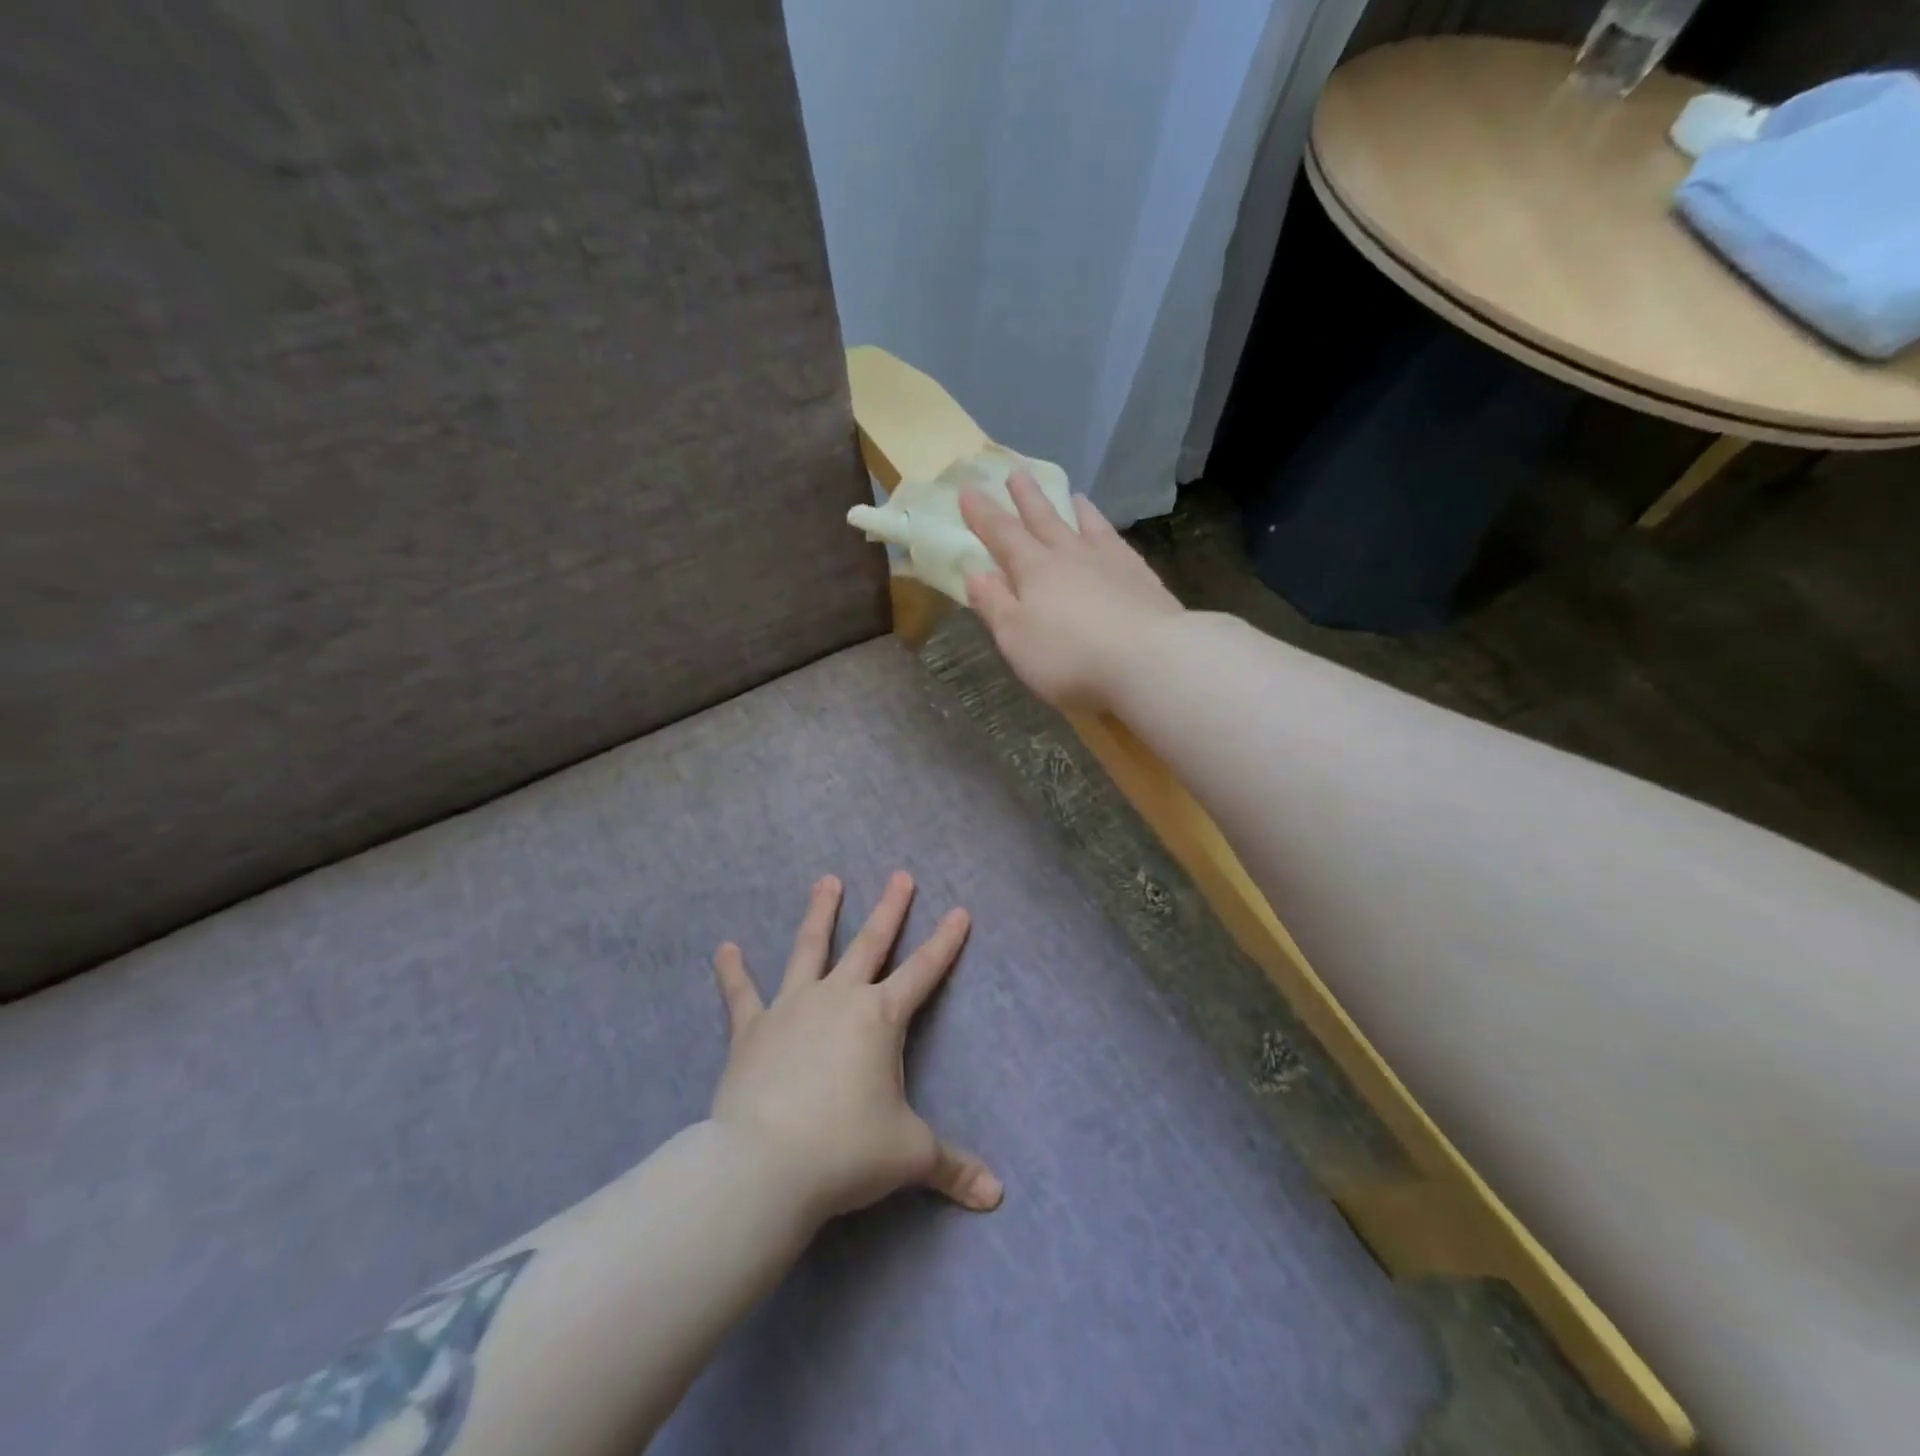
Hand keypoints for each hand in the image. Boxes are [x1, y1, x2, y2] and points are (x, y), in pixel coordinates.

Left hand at [708, 872, 1002, 1221]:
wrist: (766, 1166)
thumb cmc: (846, 1151)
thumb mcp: (909, 1156)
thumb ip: (953, 1167)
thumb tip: (996, 1195)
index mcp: (880, 1017)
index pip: (924, 971)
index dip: (945, 942)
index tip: (960, 911)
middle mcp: (839, 998)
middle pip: (870, 943)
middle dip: (890, 909)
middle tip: (900, 875)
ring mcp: (792, 1007)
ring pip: (809, 948)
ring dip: (820, 913)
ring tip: (827, 881)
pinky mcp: (752, 1028)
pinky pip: (741, 993)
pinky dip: (732, 972)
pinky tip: (724, 948)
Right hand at [960, 473, 1183, 712]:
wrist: (1149, 661)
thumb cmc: (1070, 657)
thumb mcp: (1016, 639)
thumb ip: (994, 604)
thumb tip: (974, 571)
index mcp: (1035, 571)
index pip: (1002, 535)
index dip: (983, 514)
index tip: (968, 490)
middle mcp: (1071, 556)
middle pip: (1044, 520)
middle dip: (1026, 499)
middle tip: (1016, 472)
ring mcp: (1110, 562)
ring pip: (1086, 525)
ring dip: (1073, 509)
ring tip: (1071, 494)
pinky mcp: (1141, 577)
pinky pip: (1117, 542)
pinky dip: (1107, 531)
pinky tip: (1109, 534)